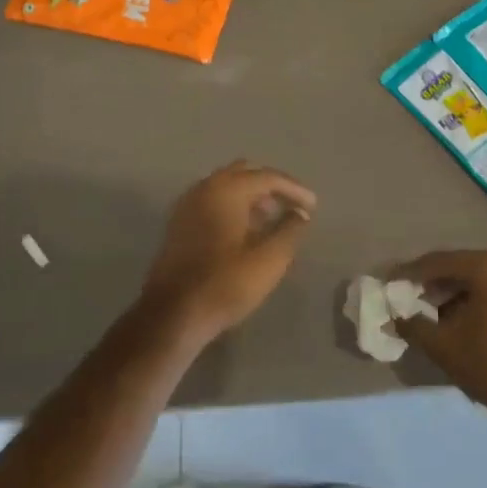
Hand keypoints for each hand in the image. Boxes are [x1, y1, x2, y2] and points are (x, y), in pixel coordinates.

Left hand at [137, 161, 316, 344]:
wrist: (173, 314)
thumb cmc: (225, 283)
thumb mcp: (269, 259)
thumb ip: (290, 230)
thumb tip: (300, 213)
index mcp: (226, 190)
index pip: (267, 177)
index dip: (294, 189)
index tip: (313, 205)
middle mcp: (204, 188)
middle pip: (244, 173)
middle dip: (270, 186)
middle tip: (291, 205)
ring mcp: (188, 205)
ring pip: (226, 186)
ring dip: (251, 196)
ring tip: (273, 218)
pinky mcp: (179, 223)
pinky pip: (212, 201)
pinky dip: (233, 206)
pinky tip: (246, 230)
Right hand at [391, 250, 486, 439]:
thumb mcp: (444, 346)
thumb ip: (413, 325)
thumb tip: (395, 317)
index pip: (439, 262)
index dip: (410, 274)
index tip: (389, 283)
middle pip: (462, 268)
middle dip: (434, 284)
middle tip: (409, 299)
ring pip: (481, 279)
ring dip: (456, 294)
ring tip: (432, 314)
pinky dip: (478, 300)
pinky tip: (460, 319)